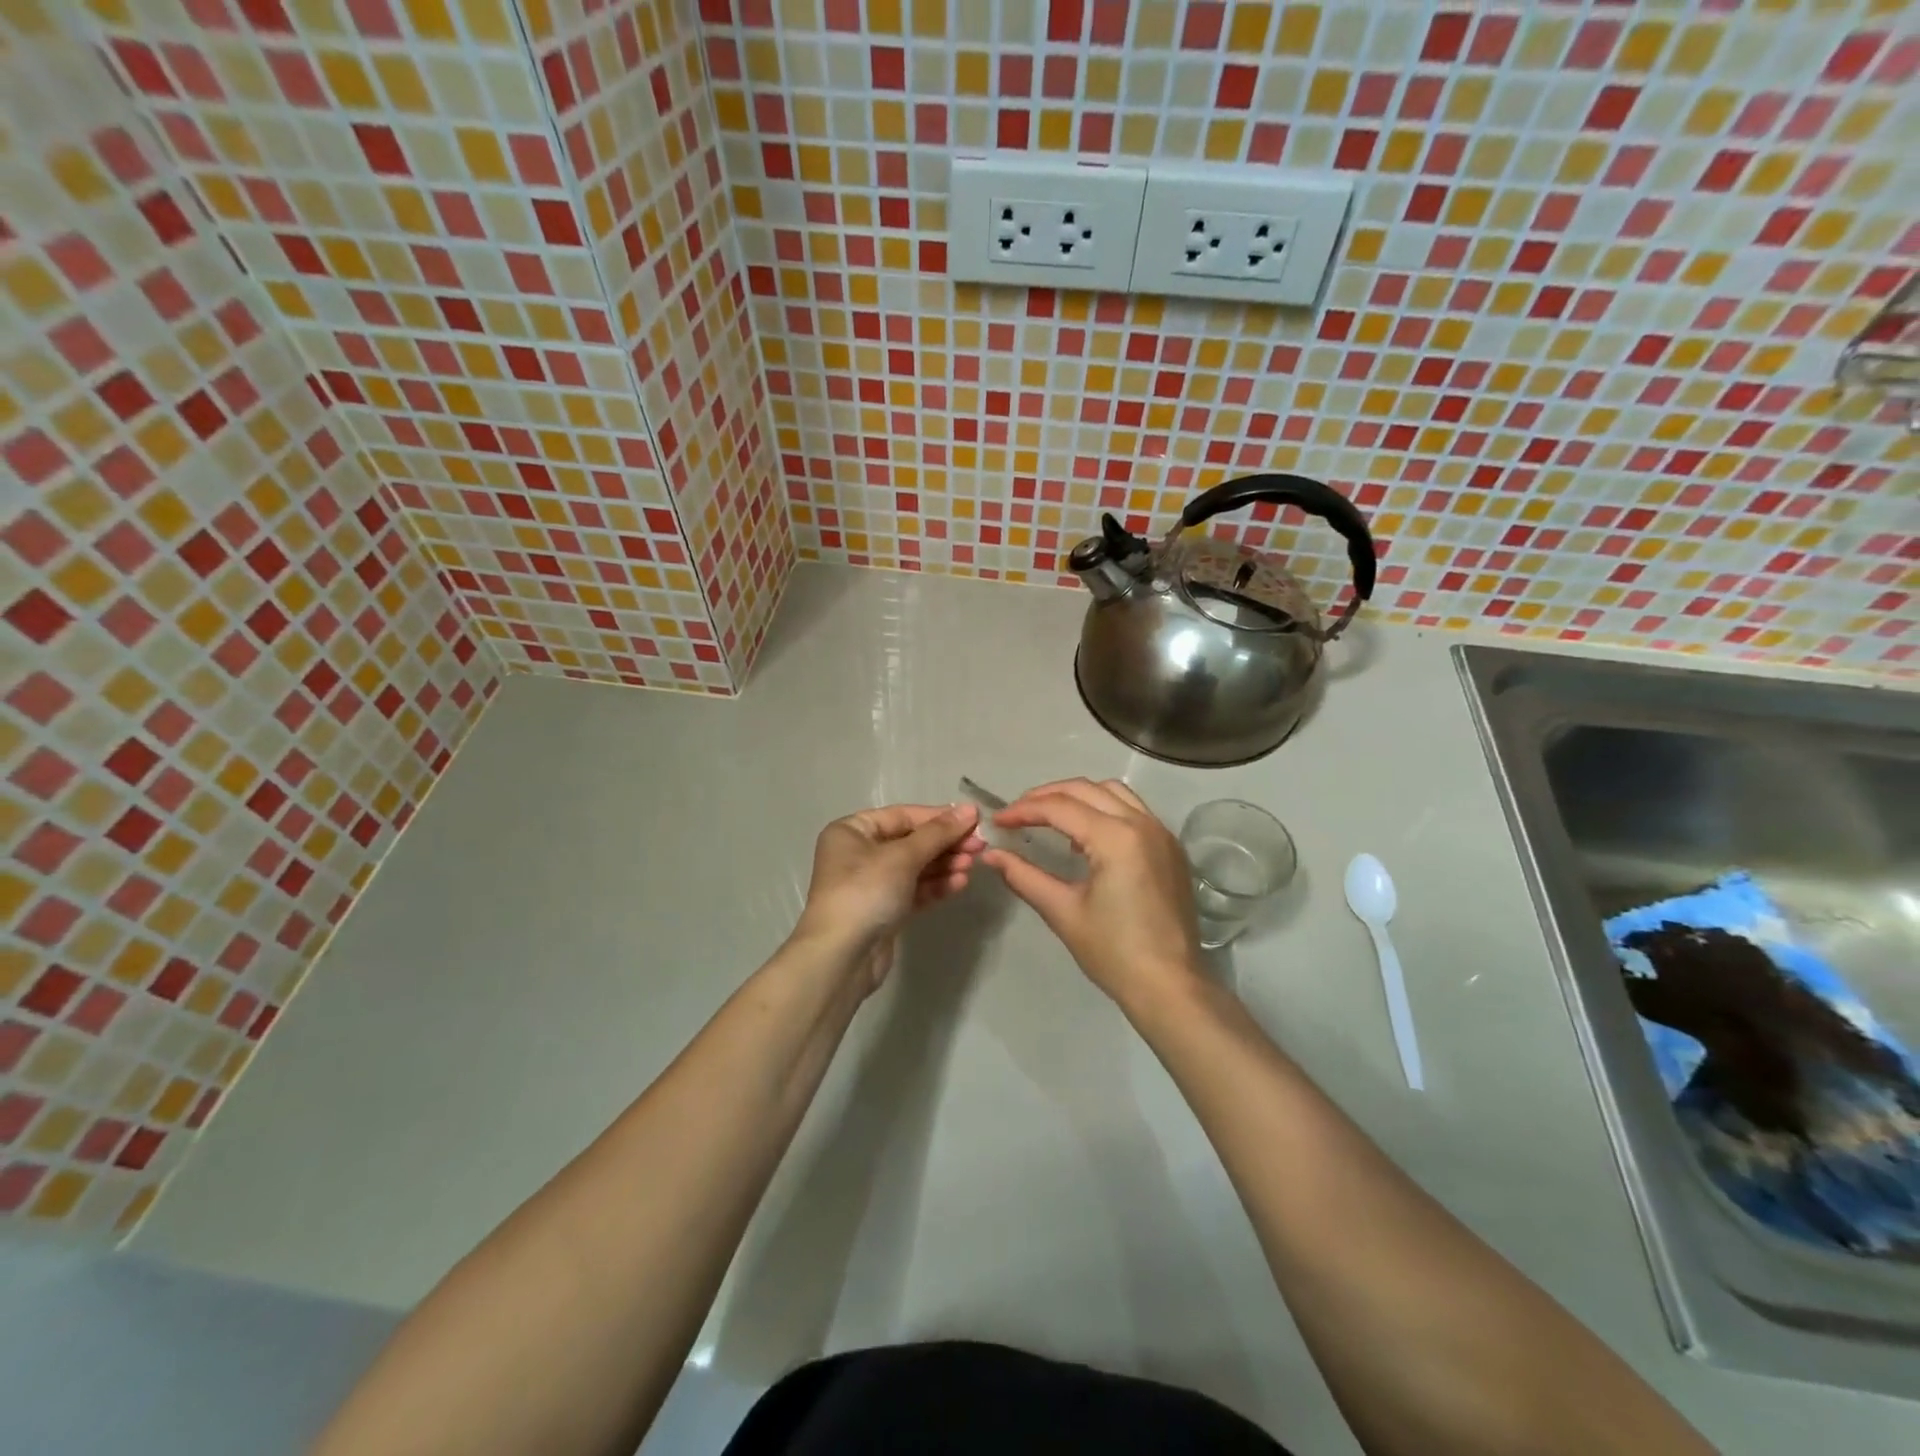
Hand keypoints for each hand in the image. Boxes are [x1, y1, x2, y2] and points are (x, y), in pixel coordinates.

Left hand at [792, 803, 985, 987]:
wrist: (841, 957)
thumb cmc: (866, 892)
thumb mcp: (903, 856)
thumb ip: (938, 833)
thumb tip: (969, 809)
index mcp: (852, 831)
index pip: (903, 816)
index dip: (939, 817)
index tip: (974, 819)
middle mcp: (859, 853)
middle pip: (911, 841)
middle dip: (946, 843)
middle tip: (980, 846)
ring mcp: (871, 884)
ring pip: (915, 867)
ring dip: (945, 864)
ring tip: (973, 865)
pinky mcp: (884, 910)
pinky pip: (914, 890)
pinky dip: (936, 885)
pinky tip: (960, 883)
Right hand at [984, 778, 1203, 1010]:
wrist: (1170, 986)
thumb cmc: (1113, 952)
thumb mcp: (1063, 911)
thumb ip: (1024, 876)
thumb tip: (990, 855)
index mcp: (1116, 838)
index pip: (1060, 807)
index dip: (1023, 810)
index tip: (998, 822)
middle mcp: (1142, 823)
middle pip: (1086, 789)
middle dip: (1047, 795)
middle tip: (1018, 813)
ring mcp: (1161, 833)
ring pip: (1113, 792)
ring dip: (1078, 796)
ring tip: (1050, 818)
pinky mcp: (1170, 847)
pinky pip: (1134, 810)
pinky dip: (1105, 809)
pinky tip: (1087, 835)